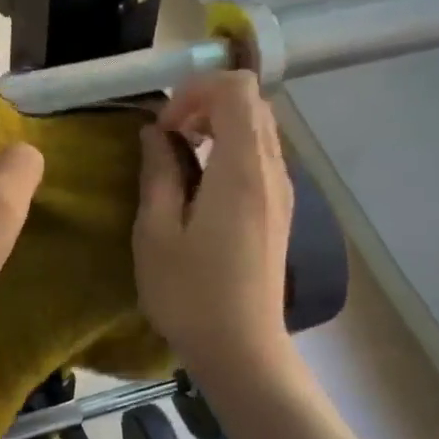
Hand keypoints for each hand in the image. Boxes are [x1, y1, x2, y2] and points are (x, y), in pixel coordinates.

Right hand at [134, 71, 293, 381]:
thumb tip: (156, 133)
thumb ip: (158, 173)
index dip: (195, 91)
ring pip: (259, 129)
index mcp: (241, 169)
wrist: (243, 349)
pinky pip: (261, 157)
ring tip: (181, 159)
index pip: (236, 89)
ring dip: (219, 127)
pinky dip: (231, 150)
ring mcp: (282, 191)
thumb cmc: (190, 294)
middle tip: (169, 138)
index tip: (164, 127)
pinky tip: (202, 187)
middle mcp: (272, 171)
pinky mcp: (281, 211)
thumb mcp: (156, 233)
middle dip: (206, 104)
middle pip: (252, 103)